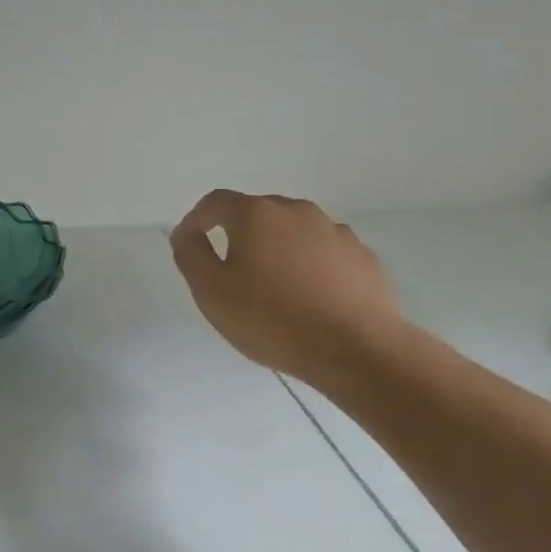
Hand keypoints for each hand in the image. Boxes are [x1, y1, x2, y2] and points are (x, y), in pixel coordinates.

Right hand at [170, 190, 407, 384]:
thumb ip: (191, 255)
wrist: (355, 349)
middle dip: (239, 236)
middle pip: (257, 213)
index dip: (197, 220)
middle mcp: (297, 211)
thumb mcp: (212, 292)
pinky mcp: (362, 256)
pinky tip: (310, 298)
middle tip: (231, 273)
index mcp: (257, 214)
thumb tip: (188, 234)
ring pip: (293, 232)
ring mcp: (335, 231)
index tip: (189, 244)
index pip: (216, 202)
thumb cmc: (272, 319)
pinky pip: (324, 253)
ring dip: (277, 251)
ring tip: (273, 290)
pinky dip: (309, 266)